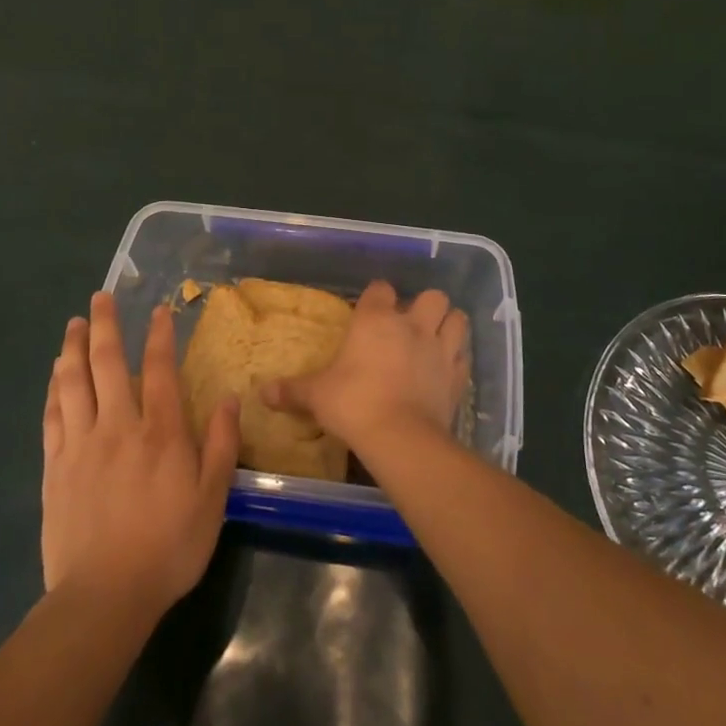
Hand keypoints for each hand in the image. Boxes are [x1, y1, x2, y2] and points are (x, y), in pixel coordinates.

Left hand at [42, 293, 239, 618]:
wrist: (104, 595)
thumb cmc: (168, 547)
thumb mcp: (212, 499)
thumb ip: (221, 446)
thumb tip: (230, 399)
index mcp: (159, 432)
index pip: (158, 369)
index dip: (159, 335)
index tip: (158, 310)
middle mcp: (117, 426)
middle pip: (106, 363)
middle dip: (104, 325)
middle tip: (100, 297)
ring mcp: (81, 444)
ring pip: (73, 382)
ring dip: (73, 348)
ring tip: (74, 324)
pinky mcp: (55, 466)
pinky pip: (52, 415)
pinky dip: (54, 388)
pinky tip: (55, 375)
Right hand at [263, 281, 468, 457]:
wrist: (400, 437)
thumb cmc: (353, 404)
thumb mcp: (316, 396)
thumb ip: (292, 391)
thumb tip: (261, 392)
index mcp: (375, 320)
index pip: (380, 289)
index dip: (377, 296)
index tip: (370, 310)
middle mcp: (411, 325)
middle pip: (432, 296)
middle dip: (425, 305)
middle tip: (411, 324)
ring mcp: (439, 349)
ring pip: (457, 319)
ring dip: (449, 324)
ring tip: (435, 339)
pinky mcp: (456, 376)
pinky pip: (464, 357)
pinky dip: (457, 359)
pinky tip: (445, 370)